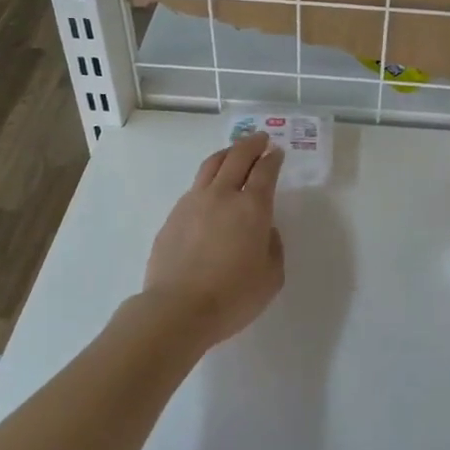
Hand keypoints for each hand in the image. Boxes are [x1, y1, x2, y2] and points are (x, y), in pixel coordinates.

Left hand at [141, 132, 285, 348]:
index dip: (273, 158)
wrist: (177, 309)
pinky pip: (195, 187)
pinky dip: (208, 179)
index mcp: (252, 207)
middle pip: (237, 157)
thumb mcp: (271, 276)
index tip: (277, 152)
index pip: (265, 171)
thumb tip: (265, 230)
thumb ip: (273, 246)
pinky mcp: (173, 216)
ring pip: (211, 165)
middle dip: (252, 144)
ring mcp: (193, 202)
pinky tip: (211, 190)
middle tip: (260, 139)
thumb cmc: (233, 296)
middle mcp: (222, 195)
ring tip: (234, 153)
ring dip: (227, 154)